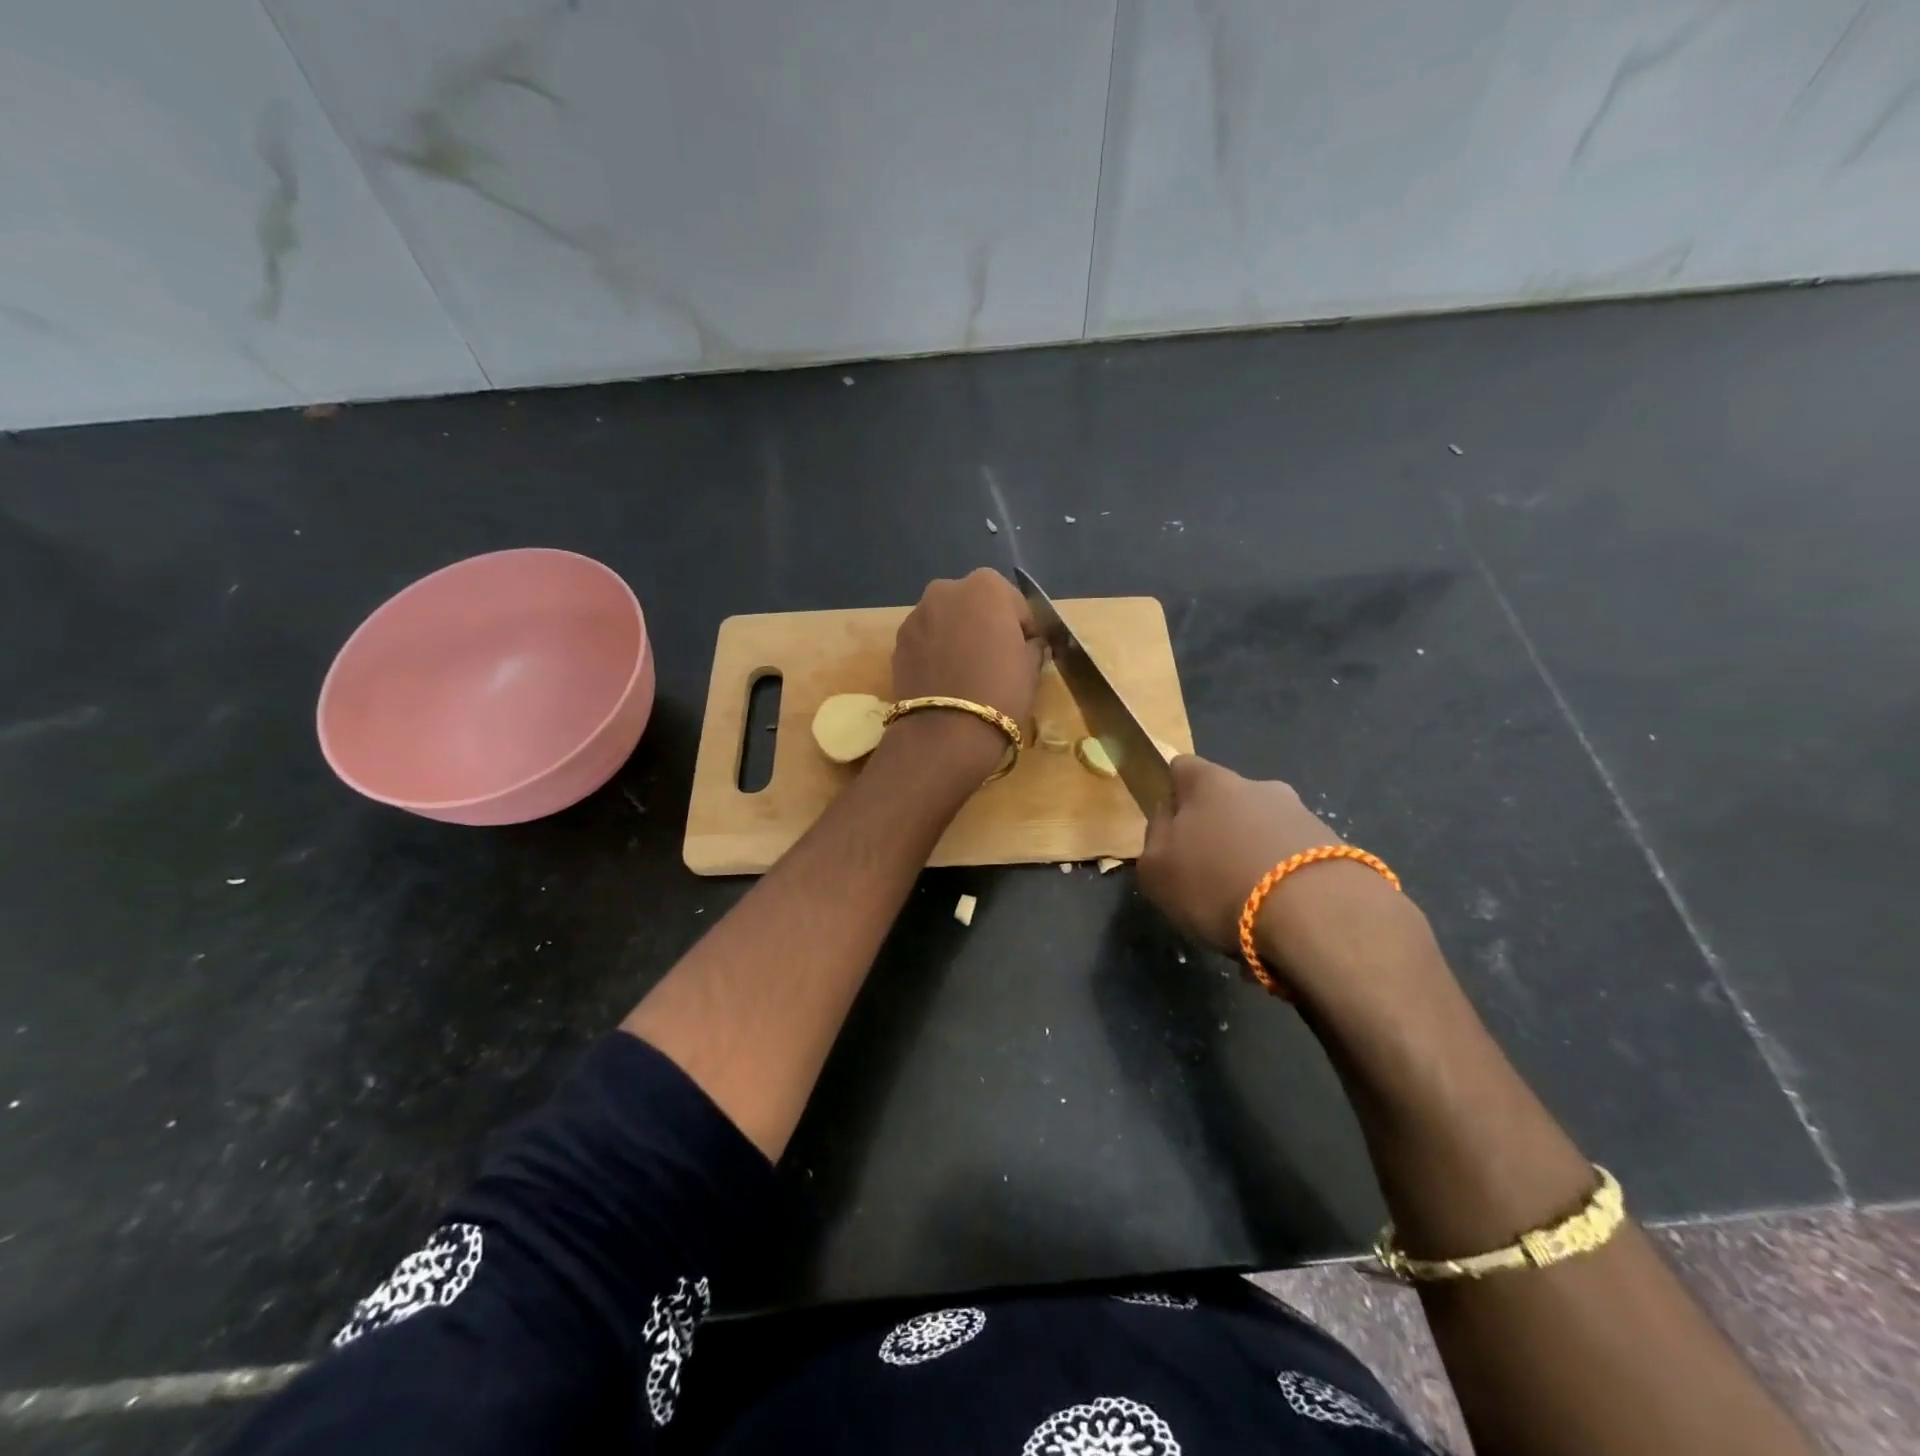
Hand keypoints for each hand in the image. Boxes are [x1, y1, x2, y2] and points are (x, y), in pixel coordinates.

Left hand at [888, 569, 1042, 777]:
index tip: (1024, 652)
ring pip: (946, 621)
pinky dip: (935, 652)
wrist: (946, 731)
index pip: (1013, 603)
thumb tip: (1030, 645)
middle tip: (994, 660)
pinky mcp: (898, 641)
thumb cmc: (1001, 691)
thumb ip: (1032, 646)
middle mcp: (947, 590)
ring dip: (957, 636)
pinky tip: (944, 680)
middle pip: (974, 605)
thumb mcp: (1031, 668)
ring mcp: (917, 614)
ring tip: (965, 673)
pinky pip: (926, 641)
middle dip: (984, 625)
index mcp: (986, 586)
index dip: (1021, 628)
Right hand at [1138, 756, 1340, 954]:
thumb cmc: (1217, 883)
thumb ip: (1156, 837)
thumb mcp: (1156, 869)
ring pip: (1265, 829)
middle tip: (1209, 871)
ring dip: (1254, 855)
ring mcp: (1302, 814)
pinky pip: (1296, 858)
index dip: (1173, 793)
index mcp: (1209, 782)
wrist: (1315, 913)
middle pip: (1228, 800)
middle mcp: (1258, 786)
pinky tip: (1280, 915)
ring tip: (1248, 902)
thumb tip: (1168, 819)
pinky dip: (1285, 879)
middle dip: (1218, 828)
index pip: (1182, 767)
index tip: (1171, 827)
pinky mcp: (1336, 848)